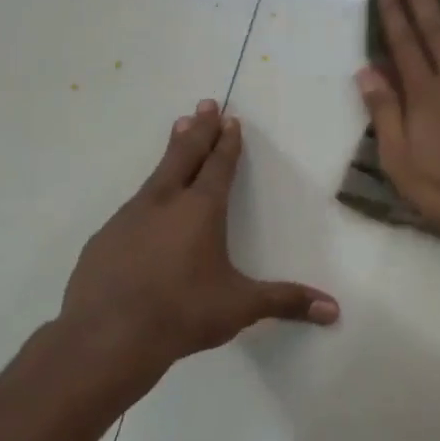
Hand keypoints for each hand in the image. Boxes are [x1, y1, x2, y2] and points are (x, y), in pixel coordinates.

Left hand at [59, 101, 338, 373]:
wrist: (107, 337)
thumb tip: (334, 310)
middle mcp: (164, 203)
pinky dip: (146, 197)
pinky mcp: (104, 239)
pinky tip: (145, 210)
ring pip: (155, 176)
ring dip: (171, 153)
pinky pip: (132, 208)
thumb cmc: (182, 313)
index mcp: (201, 210)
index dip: (227, 142)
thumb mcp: (240, 307)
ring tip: (177, 134)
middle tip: (203, 103)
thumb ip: (286, 302)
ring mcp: (128, 218)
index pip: (218, 166)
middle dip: (198, 129)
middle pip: (184, 155)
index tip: (229, 118)